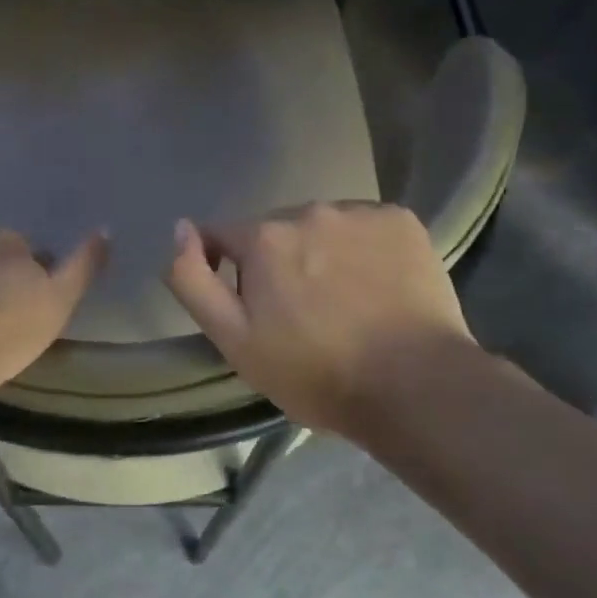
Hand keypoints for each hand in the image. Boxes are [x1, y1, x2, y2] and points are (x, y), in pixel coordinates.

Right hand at [164, 203, 480, 435]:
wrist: (417, 387)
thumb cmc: (316, 372)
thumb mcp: (234, 340)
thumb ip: (193, 280)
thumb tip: (180, 228)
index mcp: (264, 237)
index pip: (225, 237)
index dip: (229, 269)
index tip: (253, 306)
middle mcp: (308, 210)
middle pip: (277, 232)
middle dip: (280, 262)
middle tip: (304, 314)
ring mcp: (359, 212)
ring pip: (324, 227)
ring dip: (324, 253)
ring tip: (347, 301)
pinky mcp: (402, 221)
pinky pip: (368, 227)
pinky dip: (367, 249)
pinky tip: (380, 287)